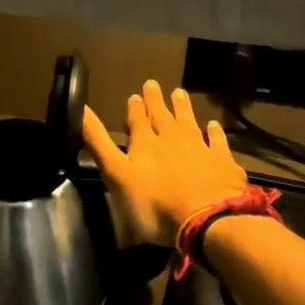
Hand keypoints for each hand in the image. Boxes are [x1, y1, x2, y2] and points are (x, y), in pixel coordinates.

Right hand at [82, 80, 247, 246]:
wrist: (206, 220)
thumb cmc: (153, 204)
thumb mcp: (116, 175)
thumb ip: (99, 143)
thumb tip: (81, 109)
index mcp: (145, 144)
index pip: (138, 120)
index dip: (135, 108)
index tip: (134, 95)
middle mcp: (172, 140)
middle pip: (163, 116)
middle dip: (156, 101)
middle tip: (153, 84)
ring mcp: (200, 149)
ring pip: (189, 123)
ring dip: (183, 108)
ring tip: (179, 93)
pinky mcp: (223, 163)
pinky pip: (218, 142)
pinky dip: (215, 132)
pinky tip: (214, 125)